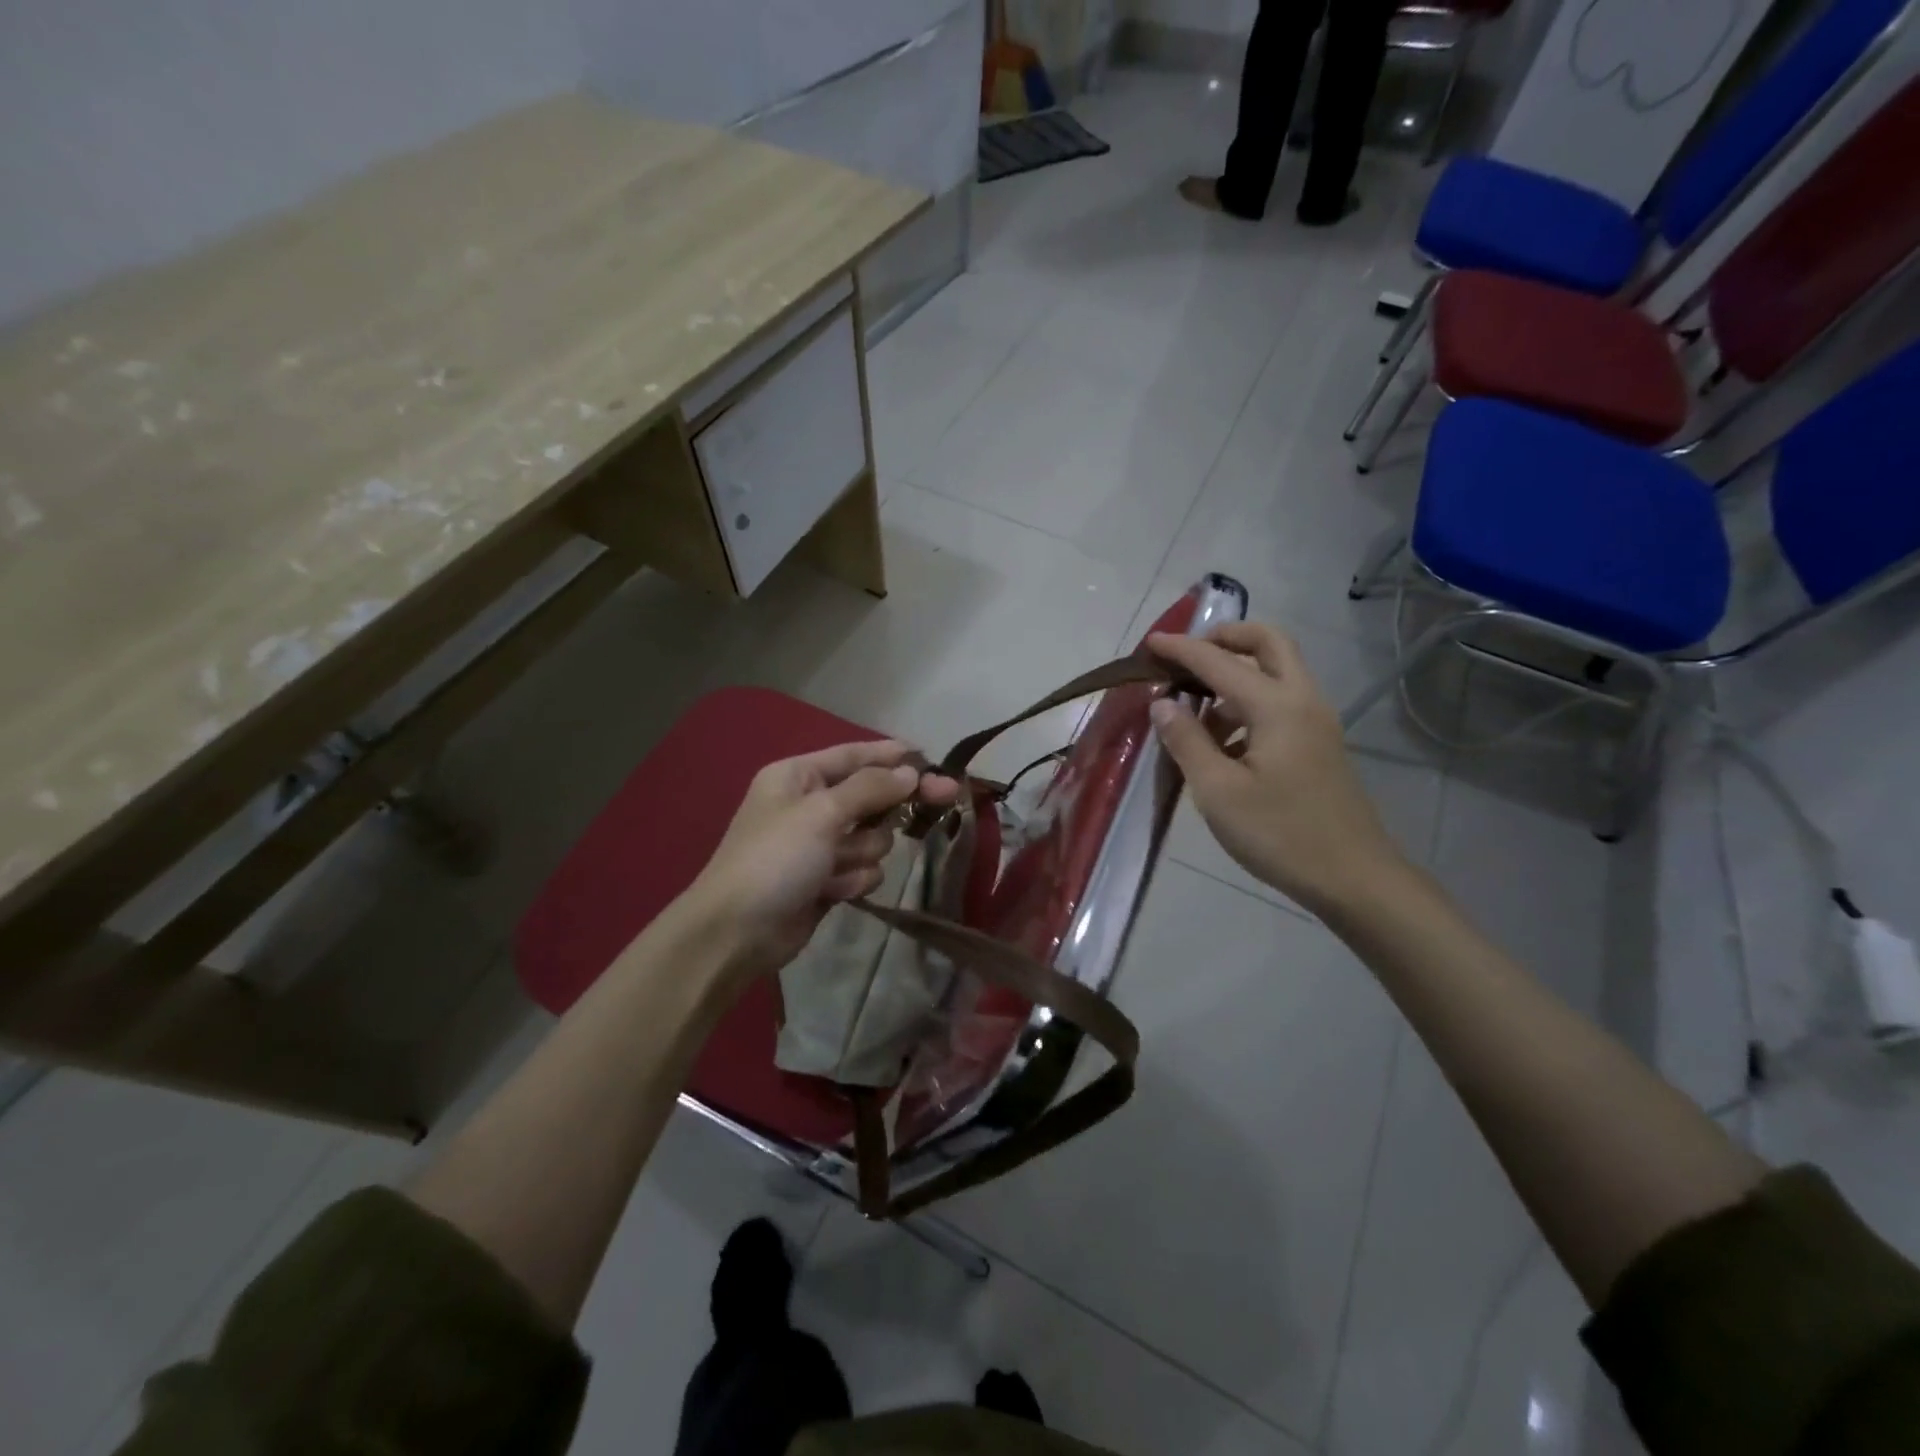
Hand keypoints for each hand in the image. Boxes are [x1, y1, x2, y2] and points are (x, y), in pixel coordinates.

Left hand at [687, 740, 959, 976]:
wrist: (736, 933)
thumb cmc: (775, 859)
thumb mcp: (822, 813)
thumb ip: (870, 788)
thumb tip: (910, 771)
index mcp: (797, 776)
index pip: (853, 755)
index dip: (892, 755)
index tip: (930, 757)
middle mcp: (809, 805)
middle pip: (871, 796)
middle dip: (891, 806)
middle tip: (945, 798)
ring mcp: (818, 845)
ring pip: (872, 837)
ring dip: (861, 852)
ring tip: (835, 868)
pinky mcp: (826, 880)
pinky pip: (862, 869)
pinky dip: (852, 879)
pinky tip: (831, 891)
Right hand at [1148, 623, 1405, 915]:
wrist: (1353, 878)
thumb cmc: (1279, 834)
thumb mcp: (1218, 791)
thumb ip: (1187, 741)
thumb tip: (1163, 703)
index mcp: (1276, 706)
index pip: (1220, 662)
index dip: (1182, 649)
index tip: (1149, 643)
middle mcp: (1302, 700)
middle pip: (1269, 643)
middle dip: (1226, 638)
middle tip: (1188, 656)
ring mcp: (1316, 722)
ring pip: (1276, 673)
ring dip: (1235, 675)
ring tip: (1193, 712)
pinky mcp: (1318, 744)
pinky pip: (1280, 703)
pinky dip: (1248, 704)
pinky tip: (1221, 744)